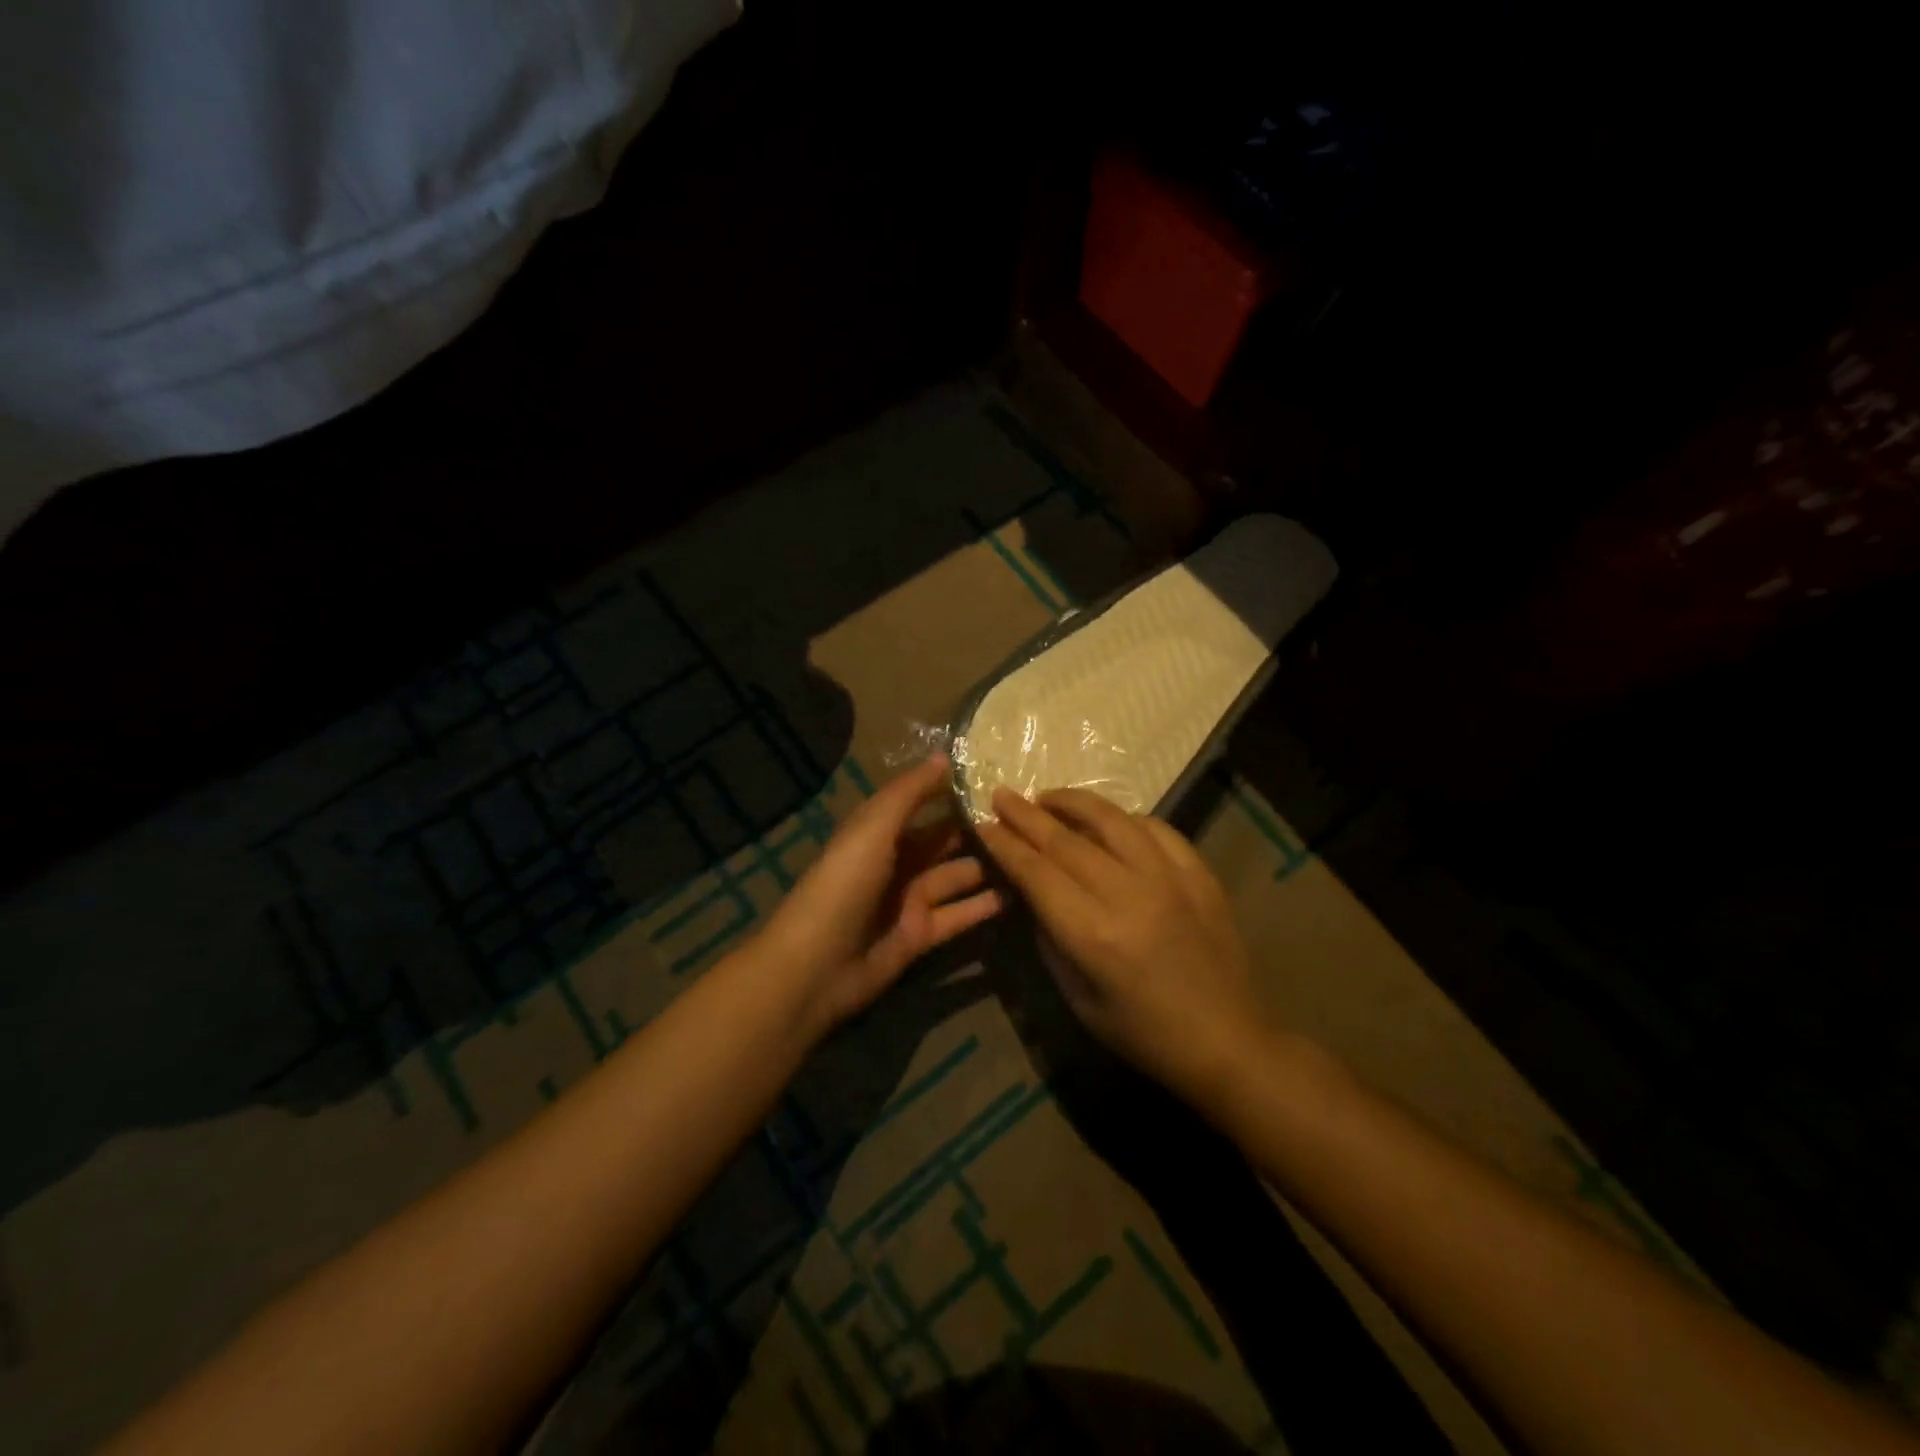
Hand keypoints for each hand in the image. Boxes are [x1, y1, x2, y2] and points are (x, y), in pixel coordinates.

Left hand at [758, 756, 1003, 1037]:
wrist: (818, 963)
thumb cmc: (845, 882)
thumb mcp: (874, 827)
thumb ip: (910, 793)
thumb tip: (945, 756)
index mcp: (879, 831)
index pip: (921, 803)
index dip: (951, 790)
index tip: (994, 776)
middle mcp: (896, 861)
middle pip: (941, 840)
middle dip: (975, 829)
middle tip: (1023, 817)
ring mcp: (908, 900)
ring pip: (954, 876)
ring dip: (986, 866)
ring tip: (1029, 852)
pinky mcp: (920, 935)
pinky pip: (957, 915)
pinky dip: (982, 906)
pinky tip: (1017, 895)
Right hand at [976, 788, 1268, 1108]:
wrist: (1226, 1040)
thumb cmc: (1142, 1032)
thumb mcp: (1077, 998)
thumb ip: (1049, 937)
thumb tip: (1029, 890)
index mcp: (1094, 935)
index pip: (1036, 872)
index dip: (1005, 845)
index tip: (983, 824)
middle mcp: (1129, 895)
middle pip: (1066, 840)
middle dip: (1026, 815)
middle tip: (1002, 795)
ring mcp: (1170, 878)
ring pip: (1112, 820)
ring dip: (1073, 802)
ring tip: (1047, 797)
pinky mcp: (1200, 874)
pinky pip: (1156, 828)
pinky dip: (1125, 818)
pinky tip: (1108, 820)